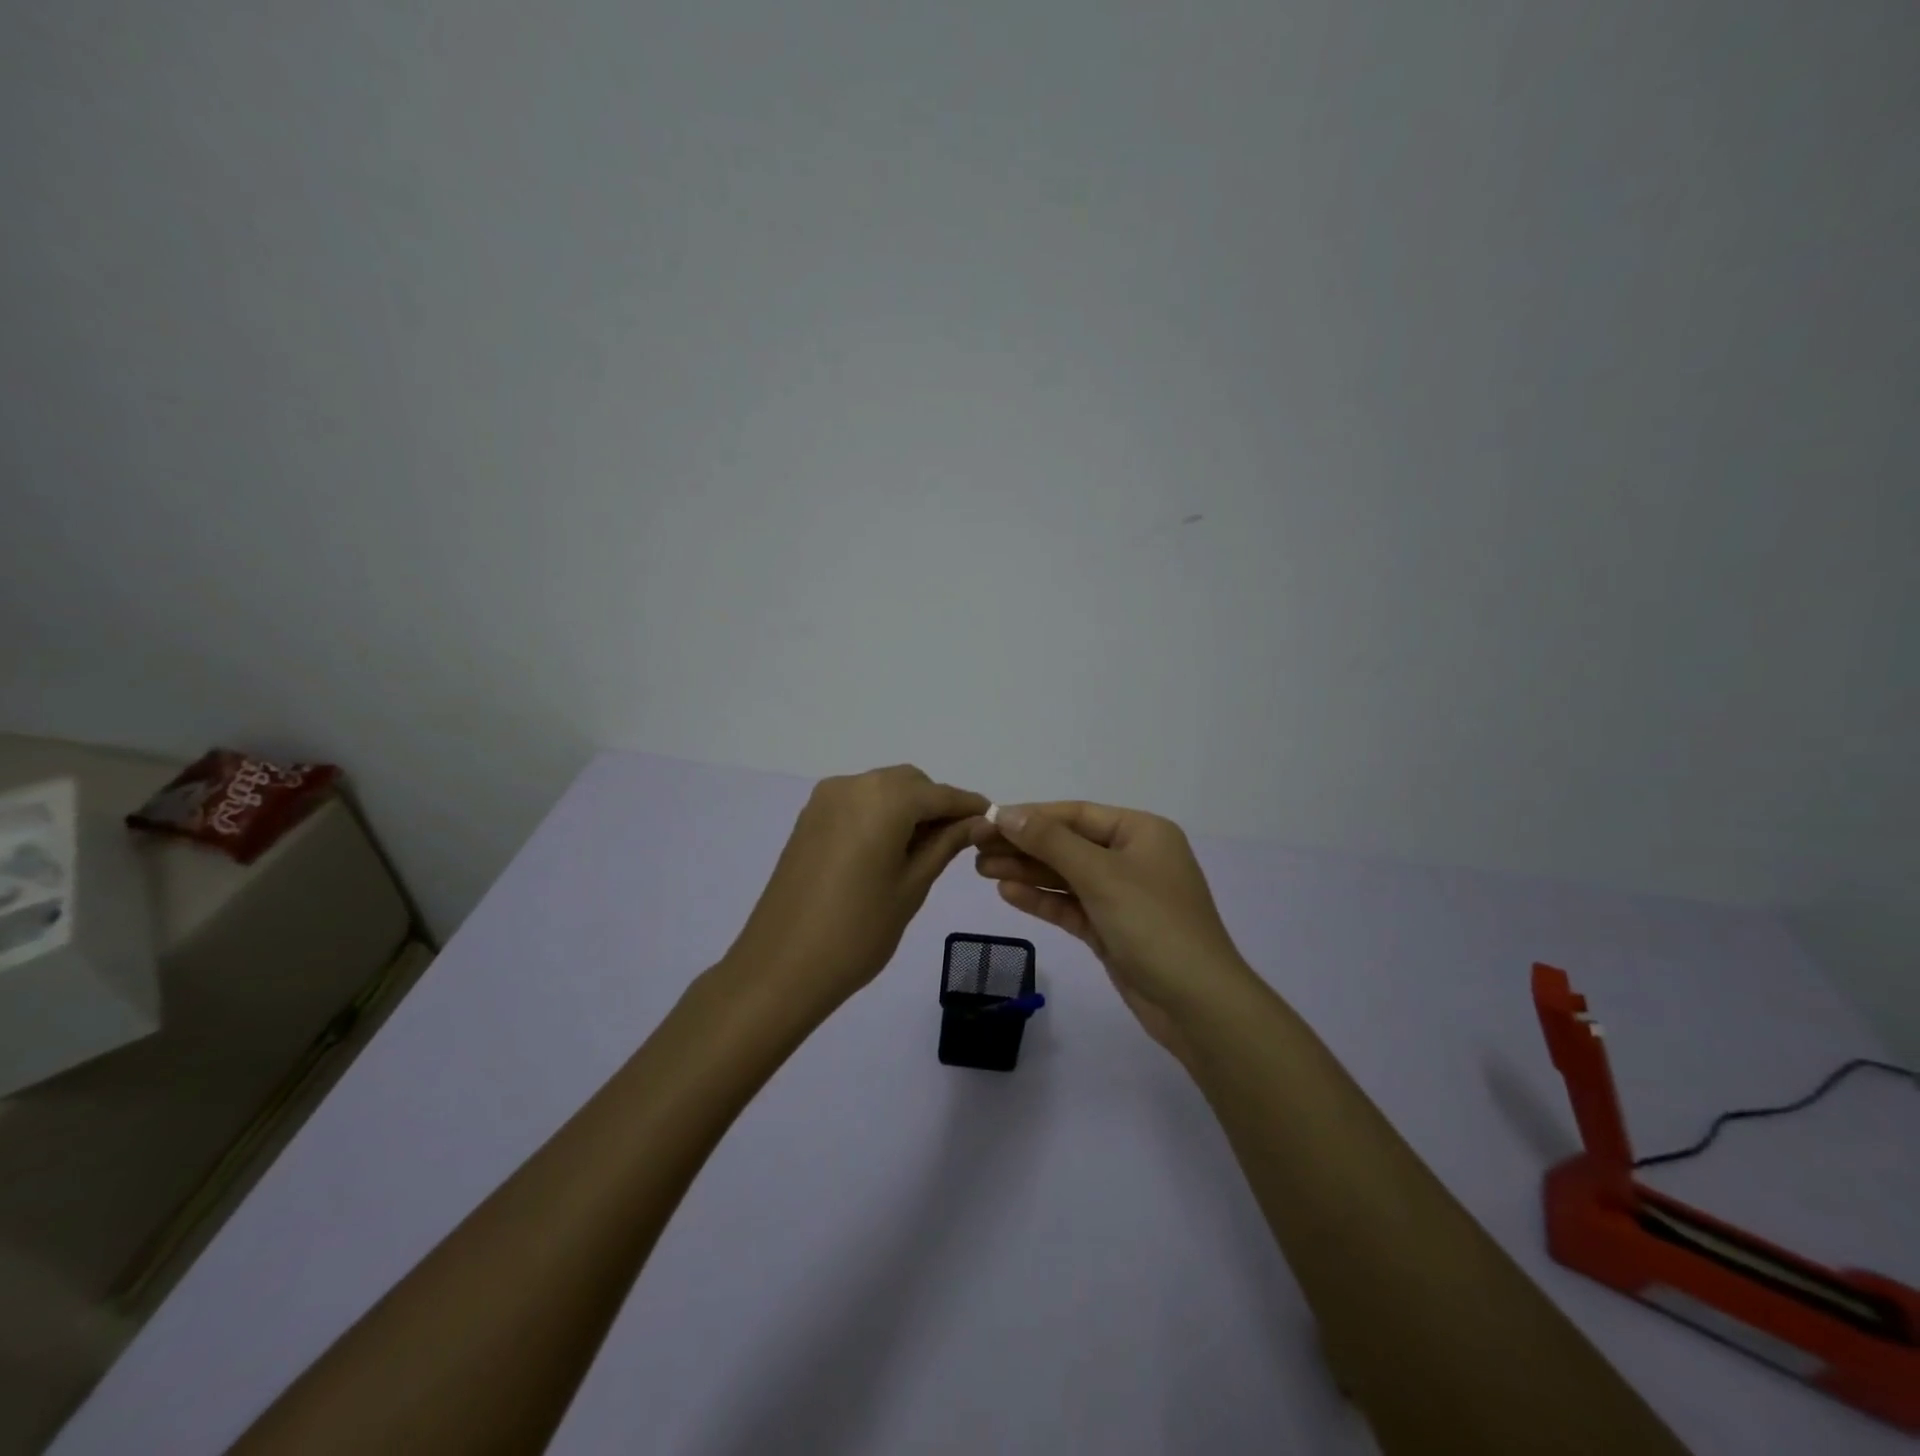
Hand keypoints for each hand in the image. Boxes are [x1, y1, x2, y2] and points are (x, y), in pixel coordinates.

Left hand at [726, 765, 987, 1015]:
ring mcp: (825, 800)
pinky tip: (889, 849)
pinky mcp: (809, 818)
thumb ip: (946, 844)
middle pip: (909, 783)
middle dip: (936, 805)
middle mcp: (853, 785)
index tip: (993, 821)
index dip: (968, 806)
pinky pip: (857, 803)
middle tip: (958, 842)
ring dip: (908, 809)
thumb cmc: (858, 931)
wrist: (781, 966)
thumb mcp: (912, 886)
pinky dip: (880, 815)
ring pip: (882, 790)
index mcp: (884, 799)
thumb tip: (978, 821)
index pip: (939, 793)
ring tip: (924, 850)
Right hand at [971, 802, 1255, 1058]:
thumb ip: (1050, 842)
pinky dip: (1041, 899)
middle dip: (1023, 845)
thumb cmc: (1153, 924)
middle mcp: (1132, 858)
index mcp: (1141, 832)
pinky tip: (1006, 892)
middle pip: (1067, 844)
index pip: (1076, 814)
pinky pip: (1070, 906)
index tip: (988, 819)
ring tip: (980, 868)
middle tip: (975, 847)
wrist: (1197, 1004)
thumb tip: (1006, 813)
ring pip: (1066, 876)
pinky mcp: (1111, 929)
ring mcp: (1122, 896)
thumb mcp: (1100, 875)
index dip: (1031, 816)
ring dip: (1026, 871)